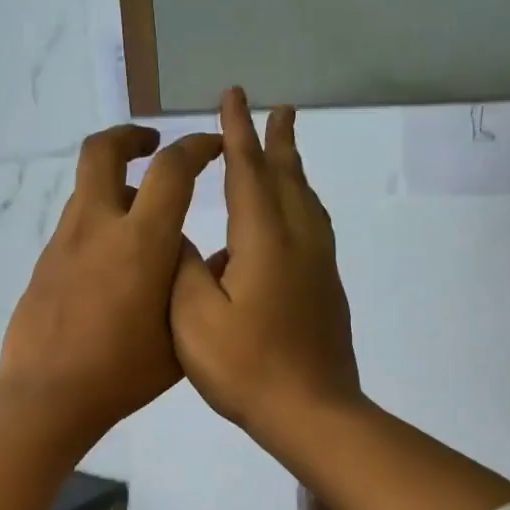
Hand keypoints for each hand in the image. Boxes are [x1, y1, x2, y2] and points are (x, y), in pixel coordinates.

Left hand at [0, 124, 223, 450]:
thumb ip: (193, 286)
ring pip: (87, 189)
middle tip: (152, 145)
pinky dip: (98, 222)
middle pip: (102, 151)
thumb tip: (196, 255)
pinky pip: (76, 224)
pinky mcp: (45, 263)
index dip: (196, 146)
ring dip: (115, 186)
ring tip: (141, 220)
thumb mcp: (181, 334)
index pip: (171, 168)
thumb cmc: (123, 372)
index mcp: (141, 241)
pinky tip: (113, 263)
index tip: (211, 147)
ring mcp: (64, 243)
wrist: (49, 395)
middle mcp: (98, 227)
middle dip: (130, 136)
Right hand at [171, 88, 362, 459]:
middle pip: (289, 178)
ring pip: (308, 202)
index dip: (237, 134)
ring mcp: (318, 265)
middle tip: (280, 108)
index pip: (248, 172)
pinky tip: (292, 218)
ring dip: (295, 169)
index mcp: (264, 241)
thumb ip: (185, 268)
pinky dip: (302, 203)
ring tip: (287, 151)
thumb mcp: (194, 319)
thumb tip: (183, 237)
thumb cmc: (246, 367)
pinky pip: (314, 226)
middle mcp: (298, 241)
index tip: (234, 97)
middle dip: (278, 141)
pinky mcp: (326, 289)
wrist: (312, 413)